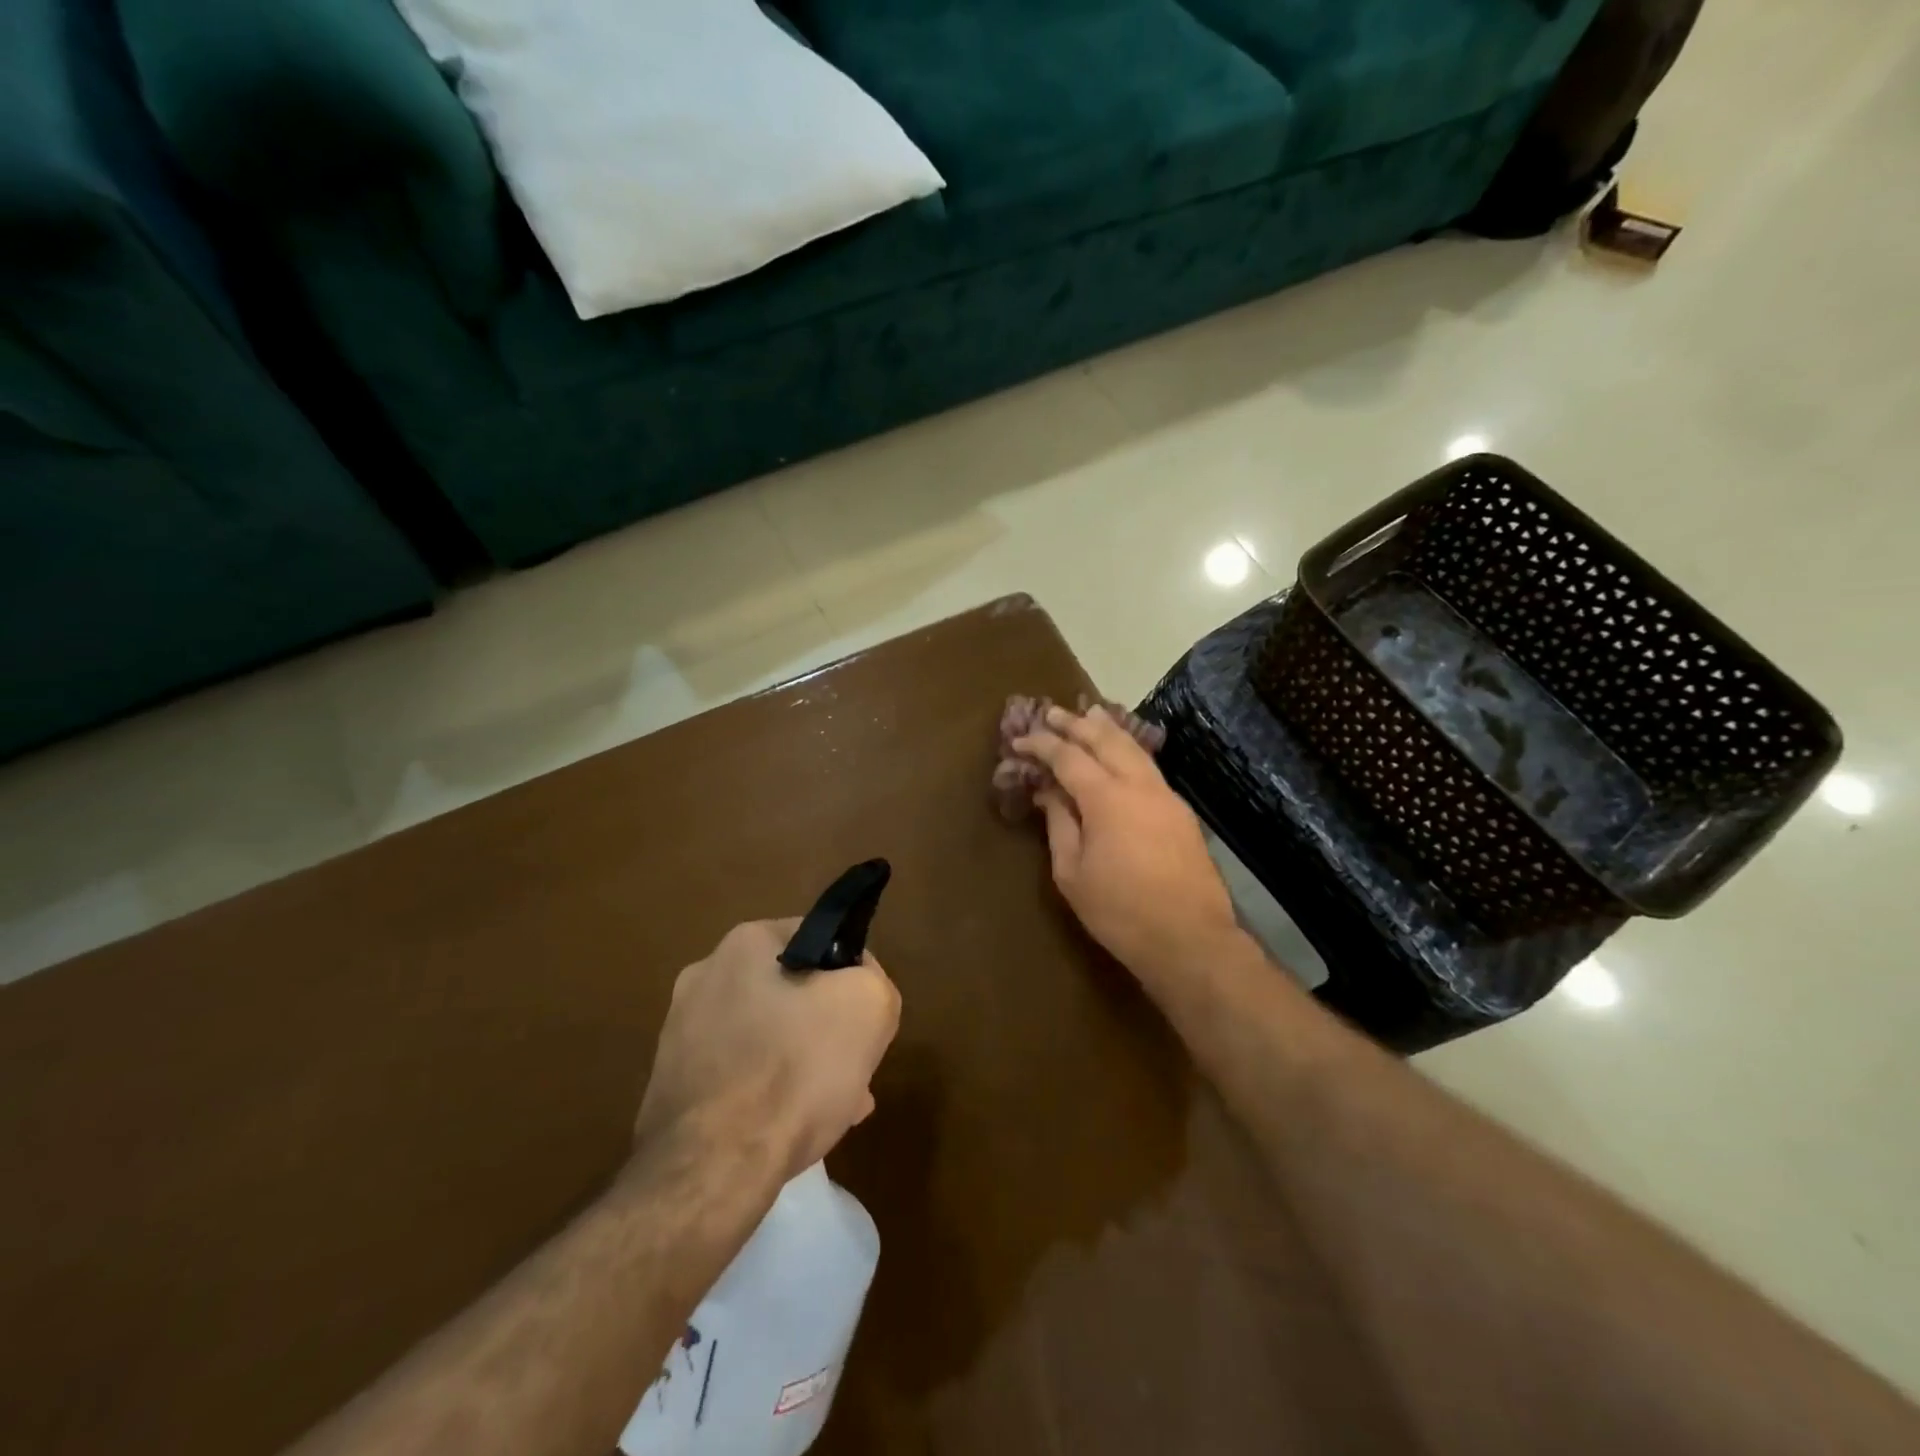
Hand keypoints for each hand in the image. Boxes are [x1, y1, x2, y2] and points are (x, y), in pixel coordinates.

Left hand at [636, 920, 900, 1182]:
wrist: (712, 1169)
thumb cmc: (795, 1069)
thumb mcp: (868, 1005)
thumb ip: (873, 979)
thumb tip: (857, 987)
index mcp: (744, 943)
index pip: (818, 939)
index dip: (852, 975)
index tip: (864, 1017)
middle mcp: (704, 977)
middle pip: (791, 992)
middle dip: (825, 1027)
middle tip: (852, 1067)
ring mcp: (680, 1034)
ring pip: (766, 1039)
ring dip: (801, 1063)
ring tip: (833, 1107)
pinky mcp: (671, 1086)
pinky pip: (738, 1078)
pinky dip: (767, 1095)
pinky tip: (791, 1129)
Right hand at [1014, 704, 1240, 986]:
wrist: (1190, 939)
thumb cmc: (1120, 911)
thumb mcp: (1072, 873)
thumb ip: (1059, 824)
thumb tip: (1049, 793)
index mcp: (1107, 798)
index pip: (1068, 756)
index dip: (1042, 744)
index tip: (1019, 740)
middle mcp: (1139, 785)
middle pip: (1105, 739)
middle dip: (1076, 723)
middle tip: (1052, 712)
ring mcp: (1165, 795)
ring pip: (1134, 748)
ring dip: (1107, 730)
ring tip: (1089, 715)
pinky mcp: (1180, 812)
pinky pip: (1149, 767)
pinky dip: (1128, 751)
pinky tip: (1120, 754)